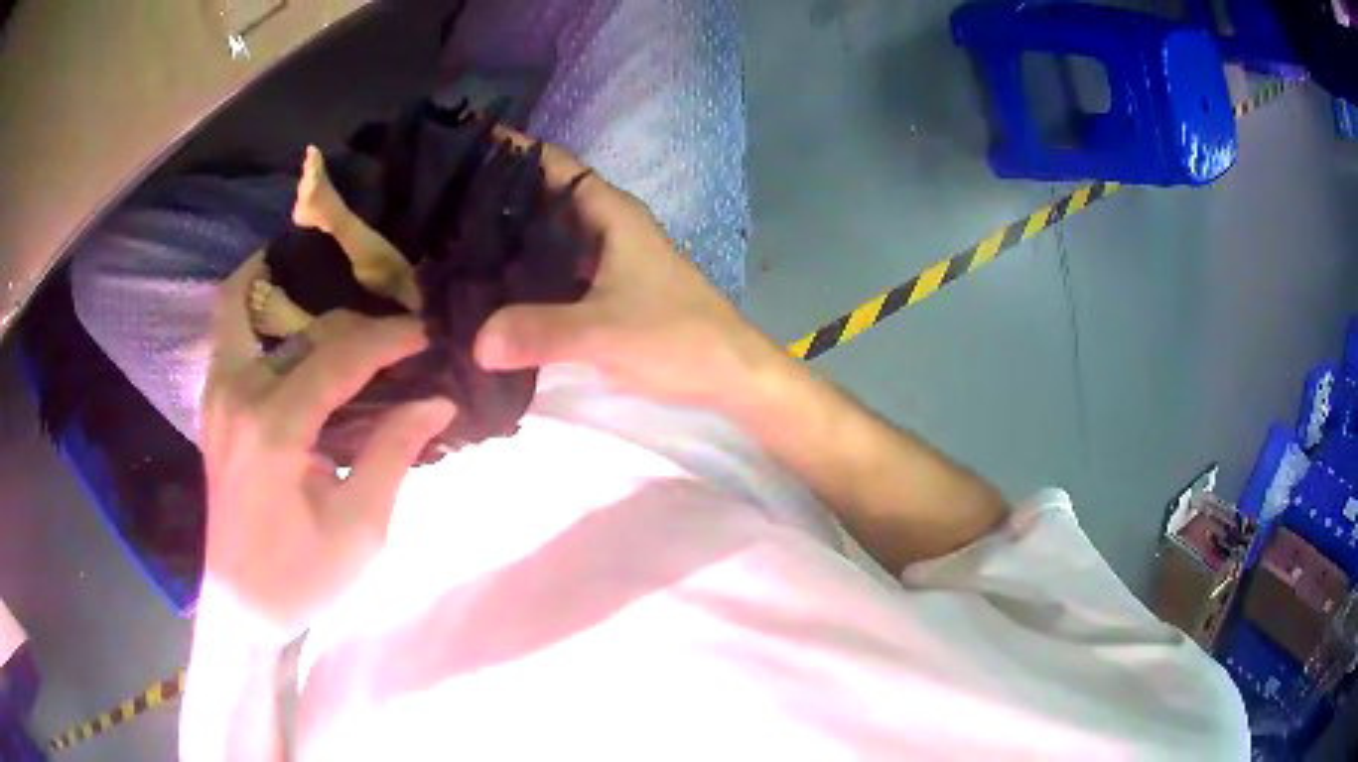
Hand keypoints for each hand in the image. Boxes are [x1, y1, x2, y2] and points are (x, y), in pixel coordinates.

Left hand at [200, 254, 454, 646]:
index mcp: (274, 429)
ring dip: (297, 293)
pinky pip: (230, 332)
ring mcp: (217, 393)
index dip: (389, 339)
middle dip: (359, 322)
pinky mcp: (213, 402)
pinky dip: (255, 307)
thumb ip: (393, 453)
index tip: (429, 332)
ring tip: (342, 290)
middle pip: (305, 328)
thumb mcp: (360, 528)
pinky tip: (290, 316)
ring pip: (251, 309)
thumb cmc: (302, 576)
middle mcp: (238, 394)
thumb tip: (437, 400)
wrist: (241, 603)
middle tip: (399, 325)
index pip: (340, 358)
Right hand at [475, 138, 787, 409]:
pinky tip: (488, 286)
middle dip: (496, 195)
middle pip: (543, 197)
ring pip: (547, 235)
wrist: (729, 376)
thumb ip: (541, 332)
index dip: (510, 149)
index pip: (553, 163)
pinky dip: (524, 272)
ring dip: (507, 235)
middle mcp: (606, 225)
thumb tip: (475, 342)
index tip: (460, 148)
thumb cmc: (678, 339)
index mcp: (610, 212)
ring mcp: (606, 259)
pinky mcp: (604, 290)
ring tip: (448, 239)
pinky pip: (553, 270)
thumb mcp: (606, 331)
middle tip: (439, 201)